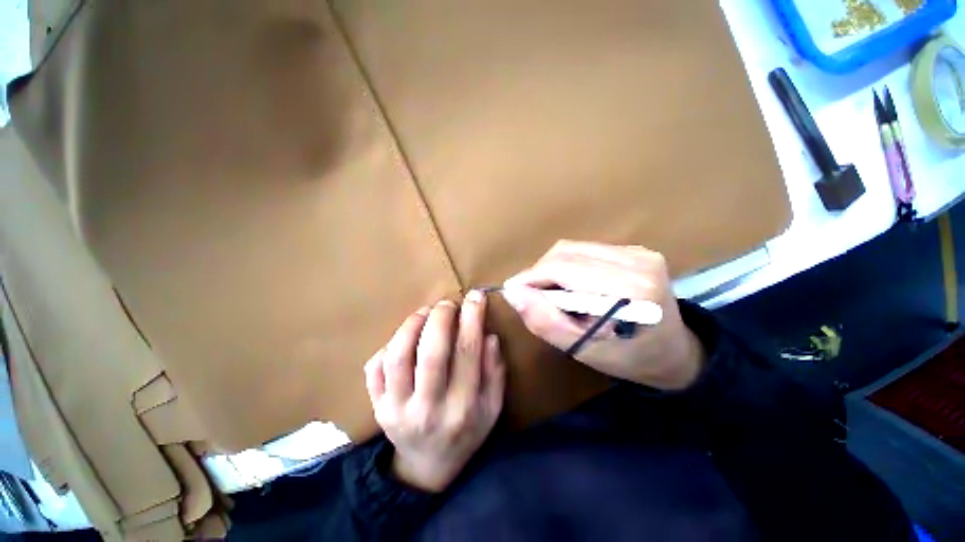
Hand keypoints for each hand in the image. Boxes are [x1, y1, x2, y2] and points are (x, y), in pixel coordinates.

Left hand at [364, 291, 505, 491]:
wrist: (427, 465)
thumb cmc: (466, 432)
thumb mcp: (492, 407)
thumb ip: (495, 372)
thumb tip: (488, 336)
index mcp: (462, 408)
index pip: (468, 352)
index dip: (472, 318)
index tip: (475, 296)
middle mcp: (428, 409)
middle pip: (431, 352)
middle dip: (441, 318)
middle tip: (447, 304)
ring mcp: (396, 410)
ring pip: (398, 357)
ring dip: (412, 325)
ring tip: (425, 313)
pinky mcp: (377, 408)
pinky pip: (375, 368)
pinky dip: (388, 345)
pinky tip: (404, 337)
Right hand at [501, 240, 703, 390]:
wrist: (673, 352)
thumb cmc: (626, 358)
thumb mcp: (581, 349)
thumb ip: (545, 321)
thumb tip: (513, 292)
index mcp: (628, 290)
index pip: (562, 267)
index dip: (531, 277)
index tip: (513, 291)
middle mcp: (637, 261)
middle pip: (565, 252)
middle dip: (541, 273)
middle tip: (534, 297)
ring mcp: (640, 251)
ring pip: (572, 248)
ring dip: (553, 269)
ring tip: (556, 294)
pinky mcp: (636, 249)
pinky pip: (586, 250)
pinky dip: (569, 266)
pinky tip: (575, 286)